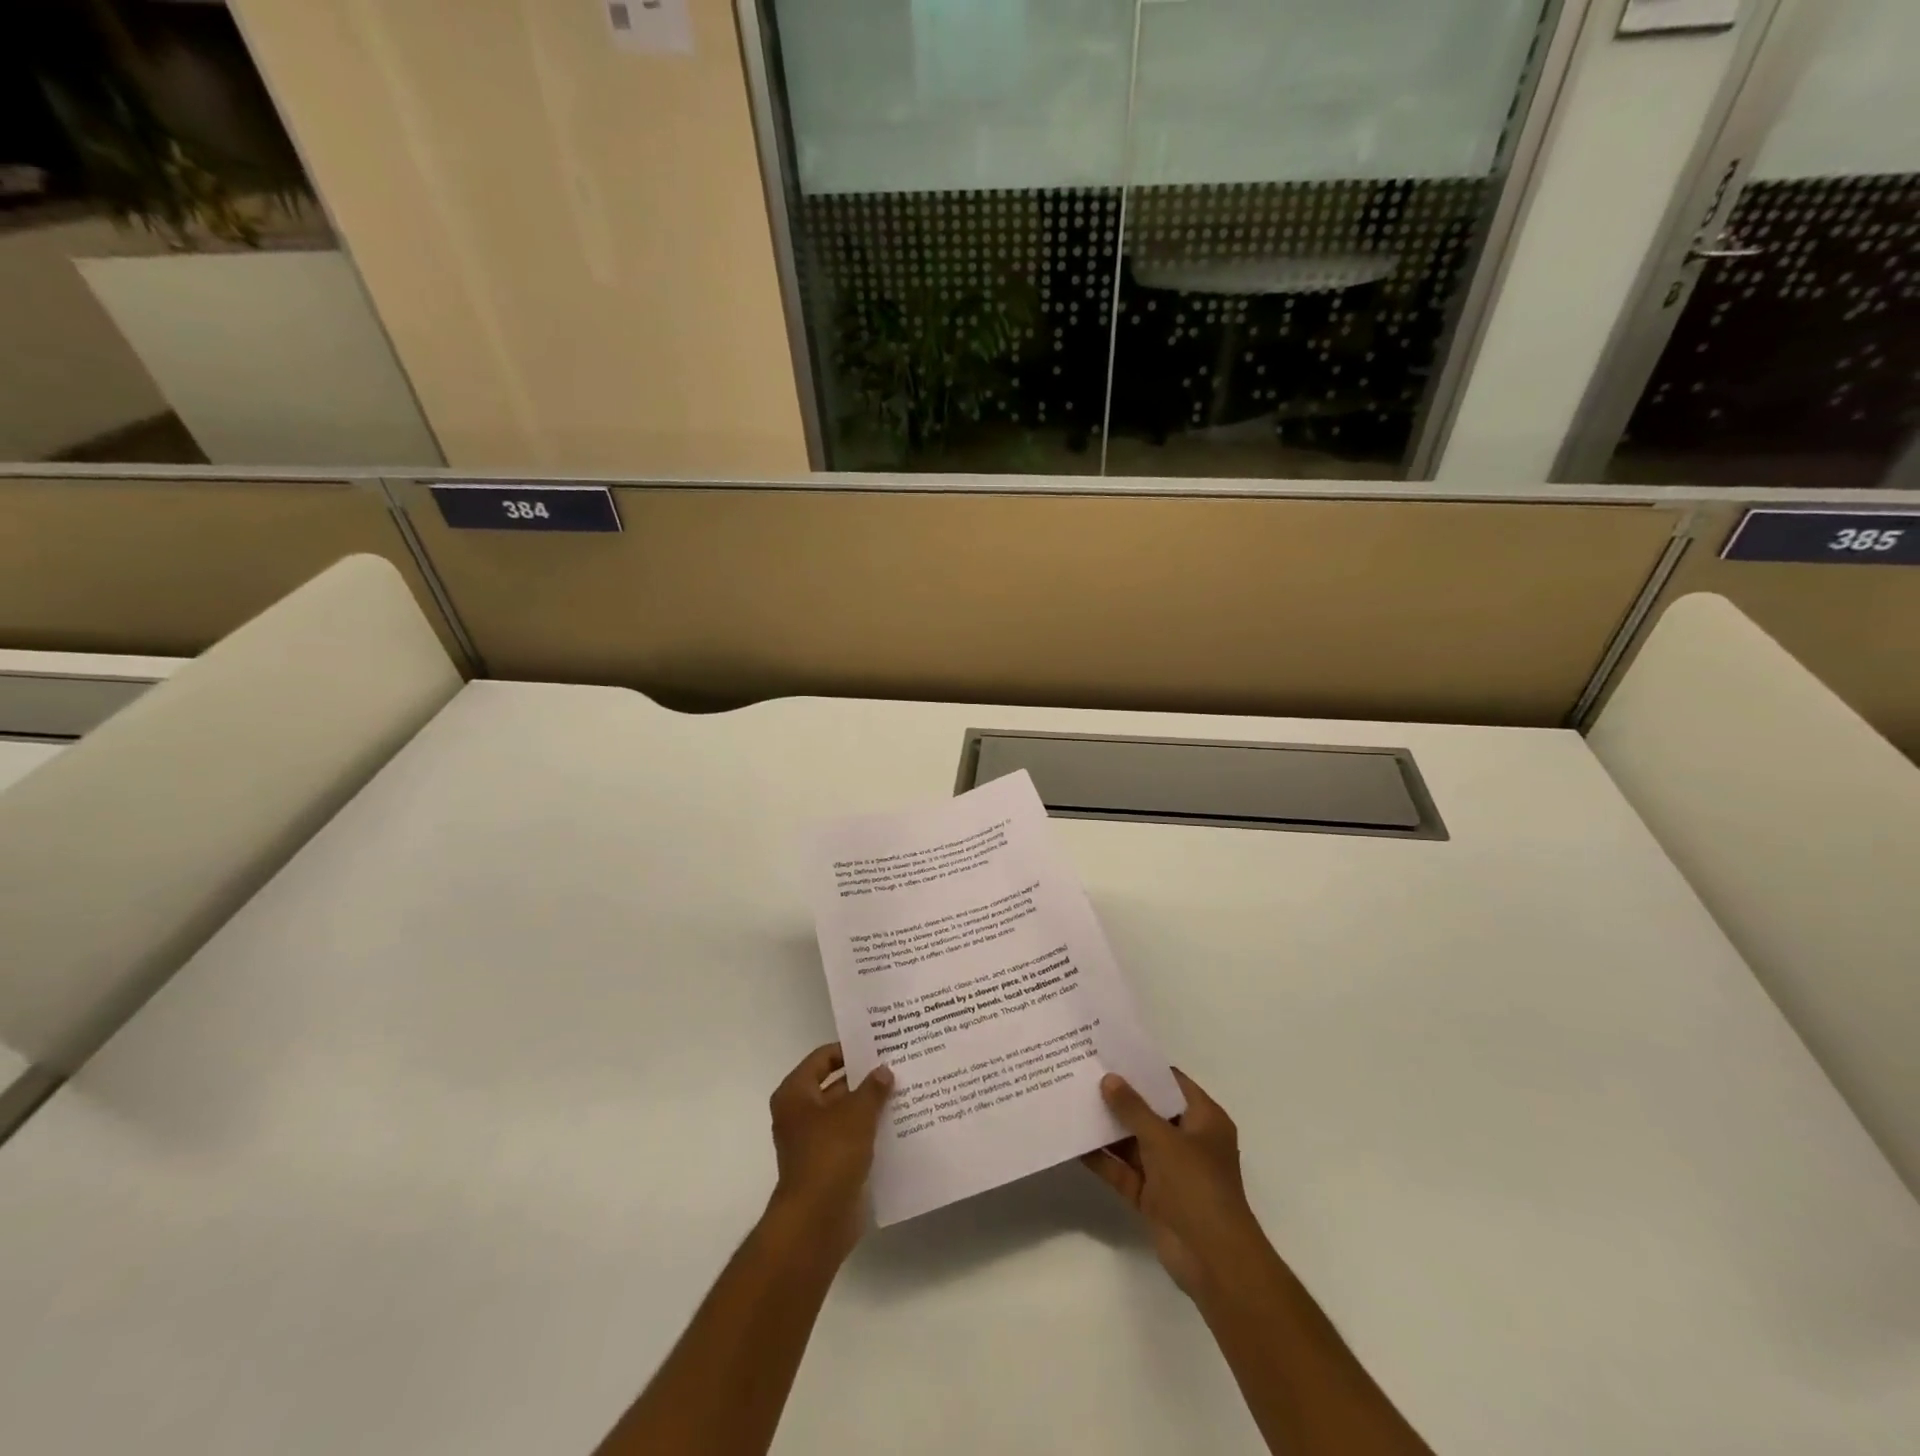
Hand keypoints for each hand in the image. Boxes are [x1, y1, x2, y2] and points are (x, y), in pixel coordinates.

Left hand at [765, 1043, 893, 1262]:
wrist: (816, 1221)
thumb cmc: (830, 1155)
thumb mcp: (856, 1113)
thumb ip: (872, 1088)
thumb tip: (883, 1070)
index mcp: (796, 1094)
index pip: (822, 1058)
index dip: (848, 1051)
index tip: (877, 1047)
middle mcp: (800, 1114)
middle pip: (834, 1086)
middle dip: (864, 1079)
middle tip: (896, 1067)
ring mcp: (813, 1142)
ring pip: (845, 1114)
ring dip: (869, 1106)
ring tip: (903, 1092)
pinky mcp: (828, 1166)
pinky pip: (851, 1139)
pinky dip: (869, 1132)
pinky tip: (897, 1125)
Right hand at [1081, 1067, 1267, 1296]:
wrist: (1213, 1260)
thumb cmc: (1197, 1186)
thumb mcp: (1163, 1139)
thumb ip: (1133, 1108)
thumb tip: (1109, 1078)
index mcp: (1204, 1120)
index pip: (1172, 1083)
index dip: (1144, 1069)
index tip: (1112, 1054)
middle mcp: (1188, 1142)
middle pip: (1150, 1111)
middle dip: (1120, 1097)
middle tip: (1085, 1073)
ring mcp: (1169, 1171)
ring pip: (1134, 1141)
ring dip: (1108, 1128)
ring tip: (1073, 1102)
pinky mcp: (1152, 1196)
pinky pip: (1124, 1171)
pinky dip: (1104, 1160)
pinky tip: (1075, 1143)